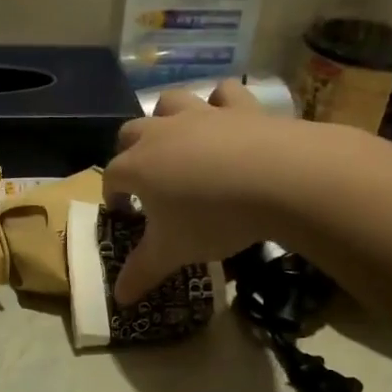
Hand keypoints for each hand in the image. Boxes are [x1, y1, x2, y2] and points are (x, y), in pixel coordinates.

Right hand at [102, 82, 296, 304]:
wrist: (280, 179)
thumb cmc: (212, 218)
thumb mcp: (173, 252)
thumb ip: (142, 273)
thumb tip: (118, 298)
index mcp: (137, 167)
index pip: (110, 178)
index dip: (112, 197)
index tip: (123, 214)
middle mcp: (160, 133)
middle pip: (130, 134)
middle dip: (129, 153)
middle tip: (146, 180)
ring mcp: (200, 114)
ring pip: (169, 103)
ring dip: (166, 118)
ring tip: (177, 141)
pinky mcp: (240, 107)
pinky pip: (223, 93)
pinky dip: (220, 102)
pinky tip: (225, 117)